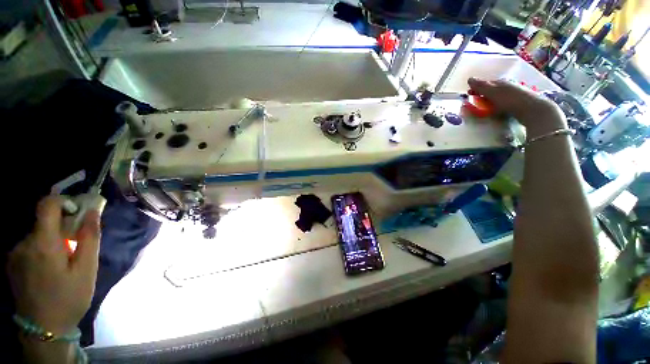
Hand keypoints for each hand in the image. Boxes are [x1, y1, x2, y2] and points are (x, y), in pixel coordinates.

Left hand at [7, 195, 102, 335]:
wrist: (43, 330)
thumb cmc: (69, 298)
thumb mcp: (87, 269)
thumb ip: (89, 238)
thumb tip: (92, 212)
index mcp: (43, 243)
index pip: (47, 205)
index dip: (63, 201)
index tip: (77, 212)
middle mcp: (24, 243)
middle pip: (44, 222)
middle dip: (63, 228)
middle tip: (76, 247)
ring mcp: (15, 254)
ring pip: (37, 235)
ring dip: (53, 241)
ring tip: (64, 264)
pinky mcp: (12, 263)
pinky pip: (30, 247)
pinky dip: (43, 250)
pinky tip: (50, 270)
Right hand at [467, 77, 567, 137]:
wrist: (532, 108)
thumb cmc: (510, 99)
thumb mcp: (492, 92)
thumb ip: (481, 86)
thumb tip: (469, 79)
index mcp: (499, 82)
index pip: (484, 83)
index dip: (476, 88)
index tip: (469, 95)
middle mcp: (507, 85)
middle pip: (491, 89)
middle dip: (483, 94)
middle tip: (477, 102)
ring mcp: (513, 93)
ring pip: (498, 95)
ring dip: (490, 99)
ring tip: (486, 107)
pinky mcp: (518, 102)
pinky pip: (504, 101)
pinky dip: (498, 104)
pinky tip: (498, 109)